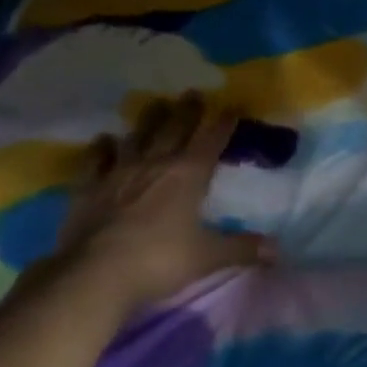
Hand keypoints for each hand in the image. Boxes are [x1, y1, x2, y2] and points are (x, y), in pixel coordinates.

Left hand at [50, 93, 272, 309]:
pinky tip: (105, 139)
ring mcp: (118, 173)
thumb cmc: (159, 261)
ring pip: (137, 137)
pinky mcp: (89, 188)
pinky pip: (96, 160)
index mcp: (188, 175)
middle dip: (187, 111)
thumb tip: (277, 249)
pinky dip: (101, 148)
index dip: (224, 123)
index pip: (211, 141)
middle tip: (193, 92)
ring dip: (149, 119)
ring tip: (157, 103)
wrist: (95, 274)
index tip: (232, 107)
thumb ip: (242, 248)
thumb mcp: (208, 257)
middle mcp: (155, 164)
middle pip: (174, 129)